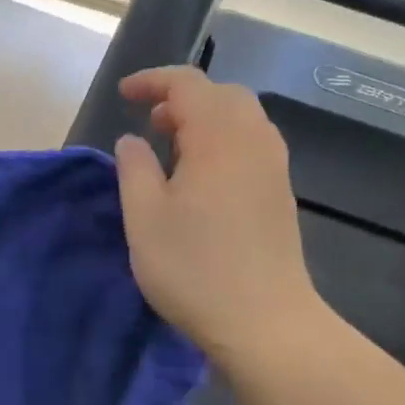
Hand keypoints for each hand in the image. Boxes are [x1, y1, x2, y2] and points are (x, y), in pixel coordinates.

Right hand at [115, 67, 325, 368]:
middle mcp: (254, 140)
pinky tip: (202, 176)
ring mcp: (274, 167)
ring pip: (241, 118)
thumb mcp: (144, 217)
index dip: (152, 81)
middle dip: (182, 97)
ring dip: (205, 119)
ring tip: (173, 147)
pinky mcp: (281, 193)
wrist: (266, 322)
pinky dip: (223, 140)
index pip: (188, 84)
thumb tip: (133, 140)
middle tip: (151, 123)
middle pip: (222, 94)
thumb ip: (134, 167)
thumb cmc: (195, 268)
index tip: (123, 95)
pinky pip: (252, 143)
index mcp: (220, 137)